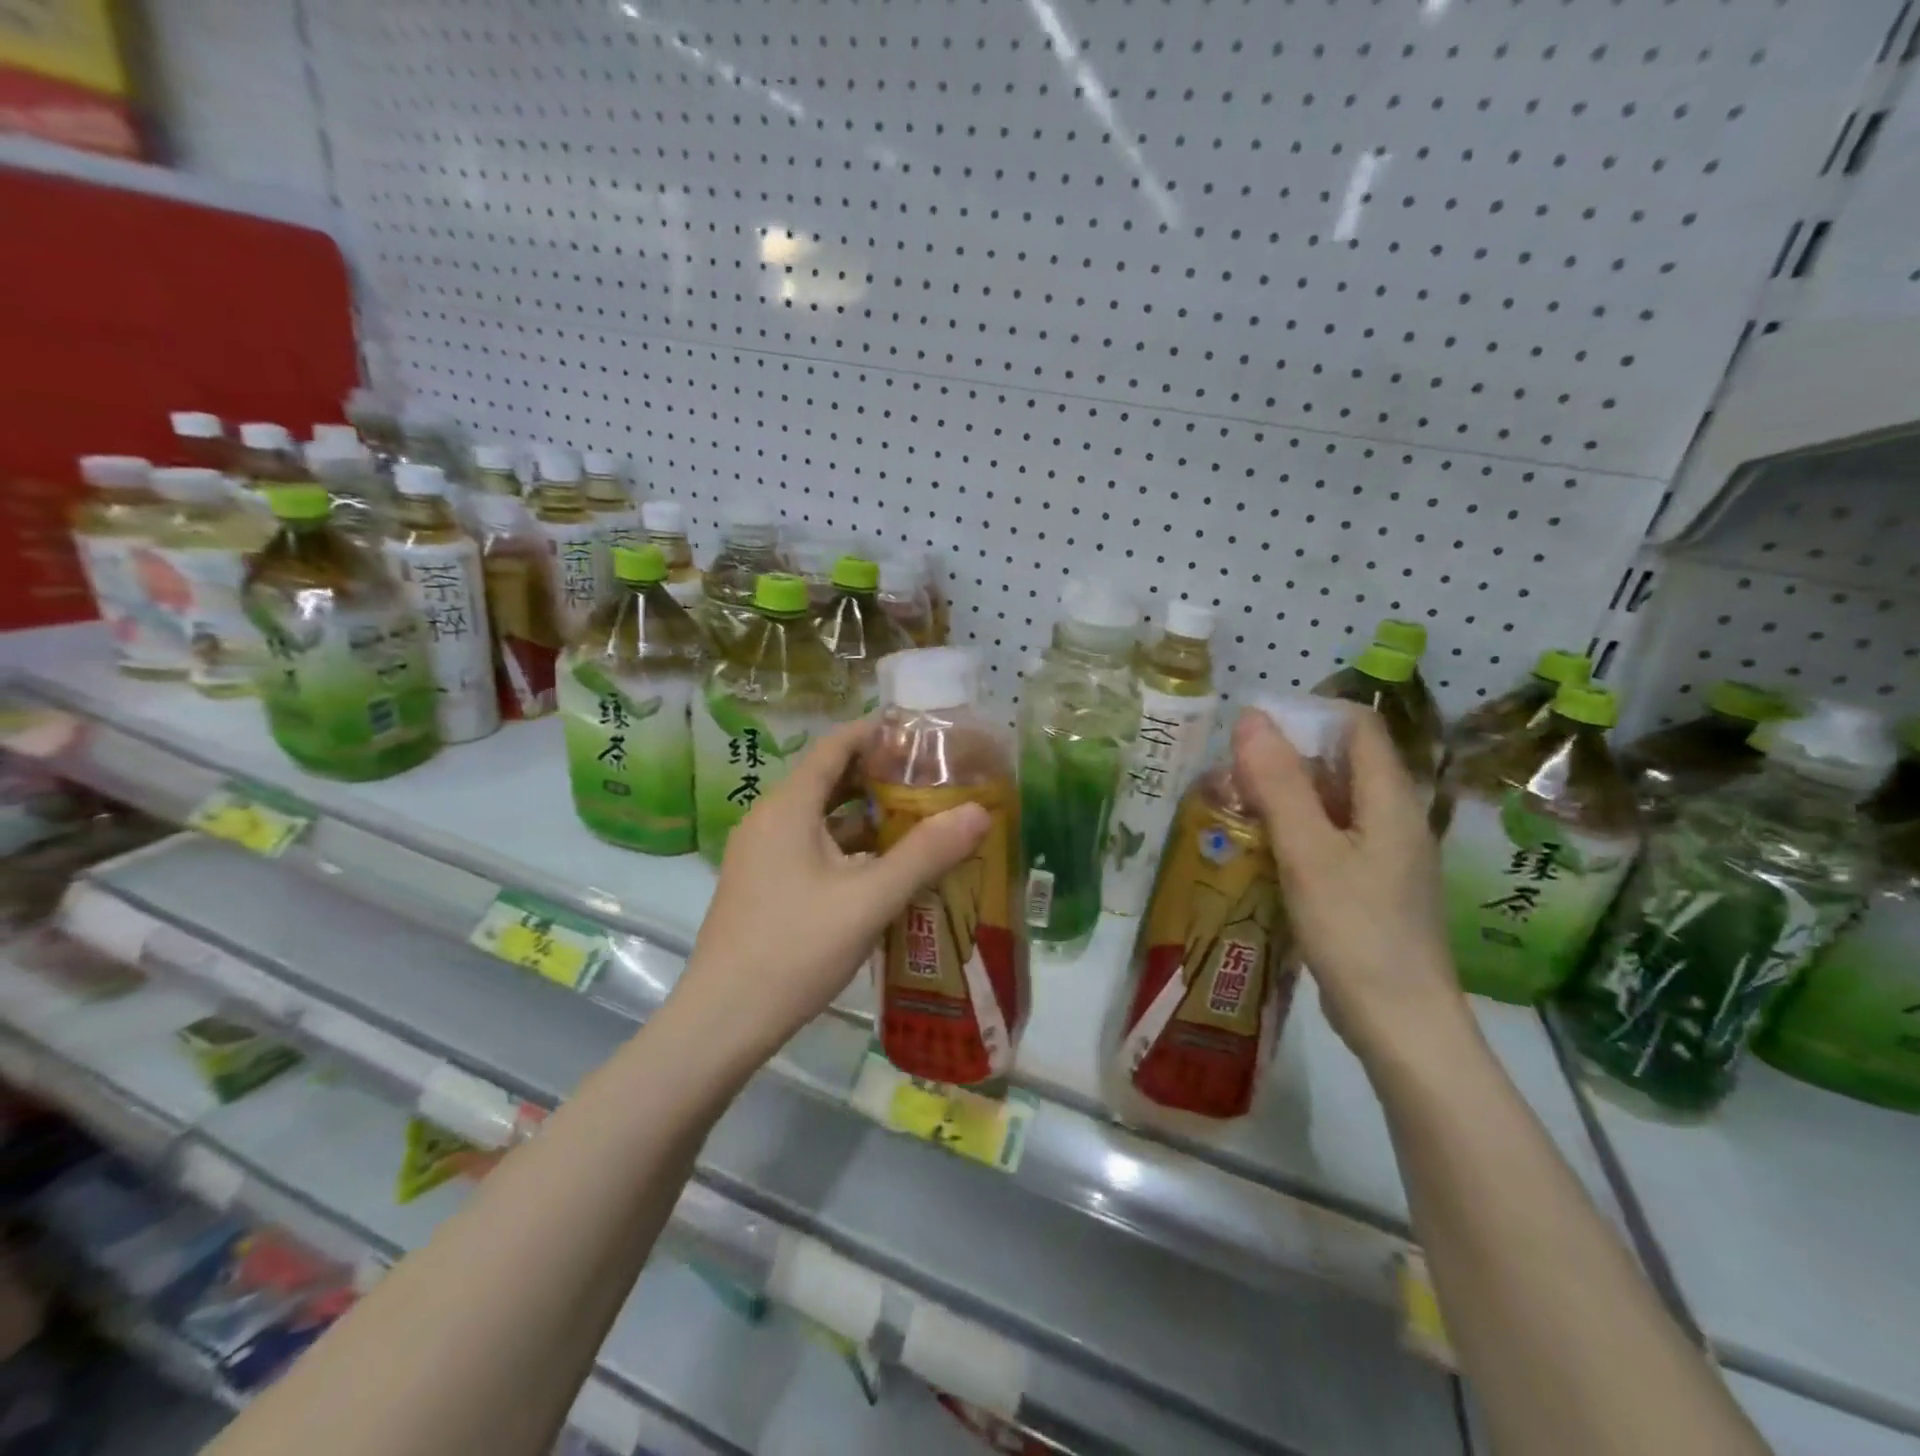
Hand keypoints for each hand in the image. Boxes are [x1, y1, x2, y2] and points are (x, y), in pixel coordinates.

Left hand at [678, 719, 990, 1062]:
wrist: (723, 1021)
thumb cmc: (795, 949)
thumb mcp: (869, 900)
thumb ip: (925, 854)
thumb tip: (979, 812)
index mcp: (788, 808)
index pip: (835, 746)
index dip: (876, 732)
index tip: (921, 731)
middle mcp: (770, 820)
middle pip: (829, 779)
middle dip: (880, 775)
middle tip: (932, 777)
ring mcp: (762, 855)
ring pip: (822, 818)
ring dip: (867, 815)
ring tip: (918, 817)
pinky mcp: (764, 885)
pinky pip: (812, 848)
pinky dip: (849, 847)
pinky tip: (884, 868)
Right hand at [1231, 705, 1469, 1066]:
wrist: (1400, 1025)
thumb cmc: (1356, 931)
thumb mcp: (1308, 851)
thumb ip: (1279, 783)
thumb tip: (1251, 717)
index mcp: (1390, 799)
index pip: (1356, 726)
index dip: (1307, 717)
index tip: (1253, 735)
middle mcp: (1393, 819)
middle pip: (1340, 765)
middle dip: (1284, 761)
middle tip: (1230, 779)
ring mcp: (1384, 856)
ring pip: (1330, 805)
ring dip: (1283, 799)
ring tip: (1234, 812)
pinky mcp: (1369, 888)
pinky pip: (1329, 841)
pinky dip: (1293, 835)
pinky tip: (1259, 854)